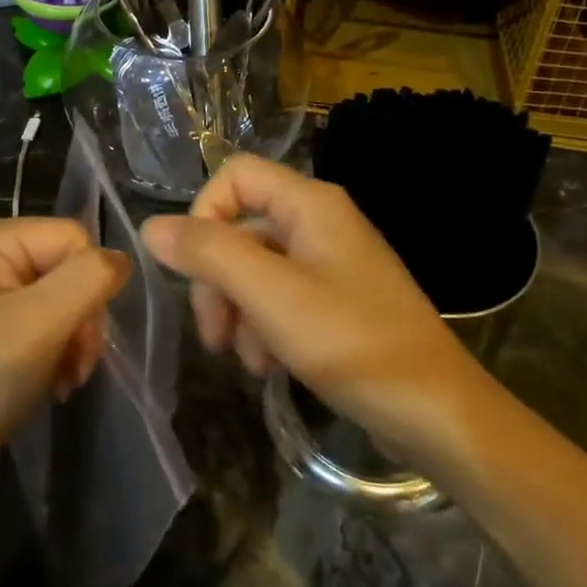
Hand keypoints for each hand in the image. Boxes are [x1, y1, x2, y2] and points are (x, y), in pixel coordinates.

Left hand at [0, 218, 131, 507]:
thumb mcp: (39, 325)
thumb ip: (90, 279)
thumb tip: (124, 258)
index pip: (71, 237)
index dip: (91, 284)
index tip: (85, 341)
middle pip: (66, 267)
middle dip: (82, 318)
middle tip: (78, 367)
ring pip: (60, 298)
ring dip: (73, 340)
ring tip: (66, 381)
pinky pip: (41, 323)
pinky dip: (56, 352)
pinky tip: (53, 383)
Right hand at [141, 155, 473, 464]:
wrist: (435, 410)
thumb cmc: (352, 342)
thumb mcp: (270, 295)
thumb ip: (209, 254)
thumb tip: (151, 226)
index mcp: (309, 204)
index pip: (234, 176)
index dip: (203, 214)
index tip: (191, 268)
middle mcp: (319, 221)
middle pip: (241, 226)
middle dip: (217, 278)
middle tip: (213, 335)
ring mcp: (330, 261)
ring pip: (256, 266)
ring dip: (238, 310)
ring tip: (246, 361)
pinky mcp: (337, 299)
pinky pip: (281, 296)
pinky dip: (264, 325)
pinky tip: (267, 366)